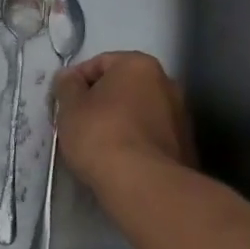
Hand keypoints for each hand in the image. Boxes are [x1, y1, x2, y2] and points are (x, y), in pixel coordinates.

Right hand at [54, 52, 194, 200]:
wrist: (145, 185)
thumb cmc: (101, 135)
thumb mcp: (70, 106)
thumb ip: (67, 85)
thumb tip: (69, 78)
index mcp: (139, 64)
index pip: (99, 63)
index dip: (76, 81)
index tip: (63, 103)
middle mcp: (166, 82)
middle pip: (123, 87)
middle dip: (101, 102)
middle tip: (79, 123)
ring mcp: (181, 117)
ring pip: (139, 113)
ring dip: (120, 123)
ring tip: (98, 147)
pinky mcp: (186, 148)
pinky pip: (151, 137)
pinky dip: (135, 143)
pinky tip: (120, 162)